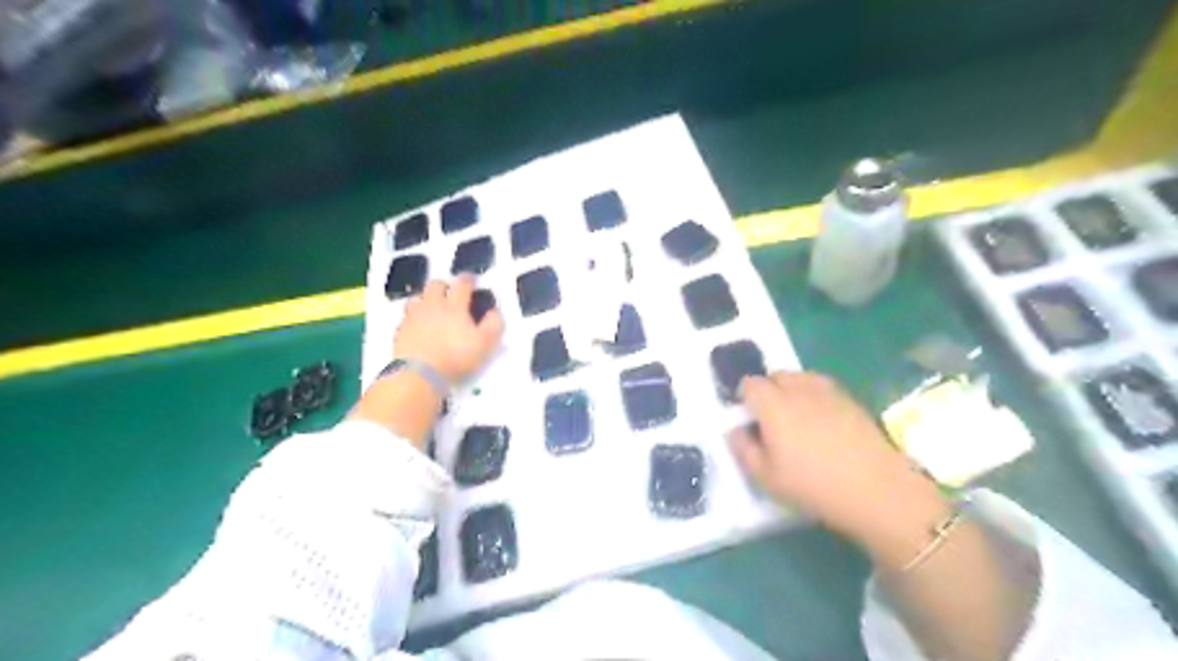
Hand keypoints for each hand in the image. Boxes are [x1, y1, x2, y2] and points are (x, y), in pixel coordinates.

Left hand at [396, 272, 505, 386]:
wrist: (419, 373)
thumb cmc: (457, 356)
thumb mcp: (486, 343)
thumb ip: (494, 324)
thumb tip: (494, 311)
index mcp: (455, 306)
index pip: (462, 284)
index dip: (469, 279)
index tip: (472, 279)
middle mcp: (433, 305)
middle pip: (435, 285)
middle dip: (444, 285)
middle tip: (450, 292)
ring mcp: (414, 317)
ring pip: (417, 298)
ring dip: (426, 299)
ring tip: (432, 307)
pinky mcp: (400, 330)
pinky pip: (407, 317)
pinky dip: (414, 317)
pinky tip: (418, 326)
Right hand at [730, 373, 946, 546]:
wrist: (877, 491)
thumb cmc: (813, 486)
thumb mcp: (766, 477)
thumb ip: (743, 449)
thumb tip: (735, 430)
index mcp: (774, 404)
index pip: (750, 383)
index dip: (743, 396)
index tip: (746, 417)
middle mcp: (799, 389)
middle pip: (775, 375)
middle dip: (766, 390)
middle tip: (768, 419)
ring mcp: (828, 392)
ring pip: (800, 377)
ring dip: (790, 389)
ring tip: (794, 417)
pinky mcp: (850, 400)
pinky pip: (822, 387)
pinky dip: (813, 395)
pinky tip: (820, 421)